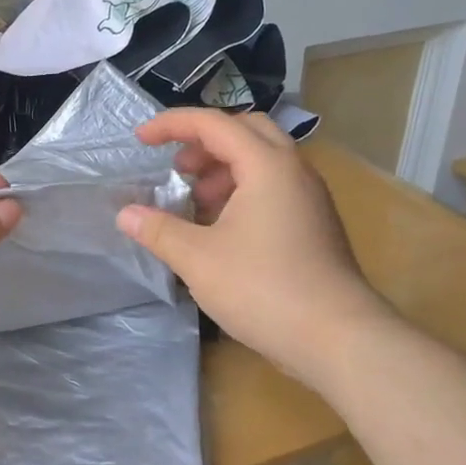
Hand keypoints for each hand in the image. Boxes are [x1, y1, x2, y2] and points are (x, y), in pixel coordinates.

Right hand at [116, 110, 392, 378]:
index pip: (213, 124)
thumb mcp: (198, 259)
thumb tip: (126, 214)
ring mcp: (309, 198)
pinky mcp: (315, 224)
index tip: (140, 140)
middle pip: (245, 131)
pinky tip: (221, 228)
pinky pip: (274, 187)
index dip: (172, 124)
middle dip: (204, 142)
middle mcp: (294, 171)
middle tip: (176, 167)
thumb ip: (159, 230)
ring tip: (195, 201)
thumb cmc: (264, 289)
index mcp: (267, 165)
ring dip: (223, 169)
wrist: (340, 340)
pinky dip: (242, 191)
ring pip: (263, 160)